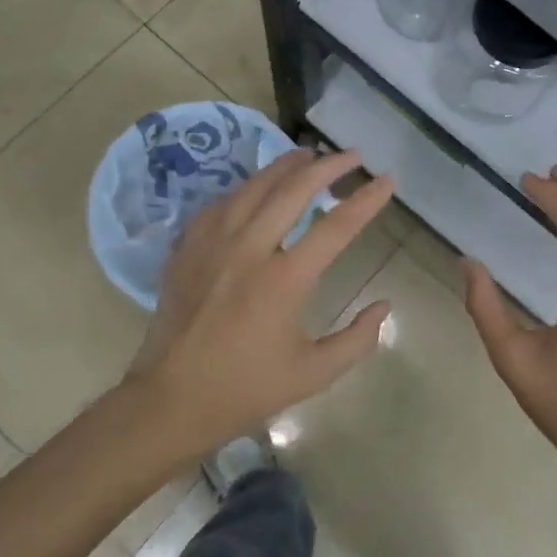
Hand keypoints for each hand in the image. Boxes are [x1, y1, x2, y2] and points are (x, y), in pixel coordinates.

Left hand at [129, 148, 394, 458]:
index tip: (387, 180)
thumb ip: (357, 339)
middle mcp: (249, 249)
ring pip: (253, 187)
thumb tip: (384, 305)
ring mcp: (213, 244)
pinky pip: (221, 204)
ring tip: (307, 154)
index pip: (337, 226)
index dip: (367, 199)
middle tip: (352, 155)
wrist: (170, 402)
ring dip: (285, 166)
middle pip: (293, 190)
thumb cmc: (246, 389)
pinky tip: (256, 188)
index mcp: (285, 280)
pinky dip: (246, 189)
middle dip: (328, 166)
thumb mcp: (314, 374)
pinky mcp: (187, 249)